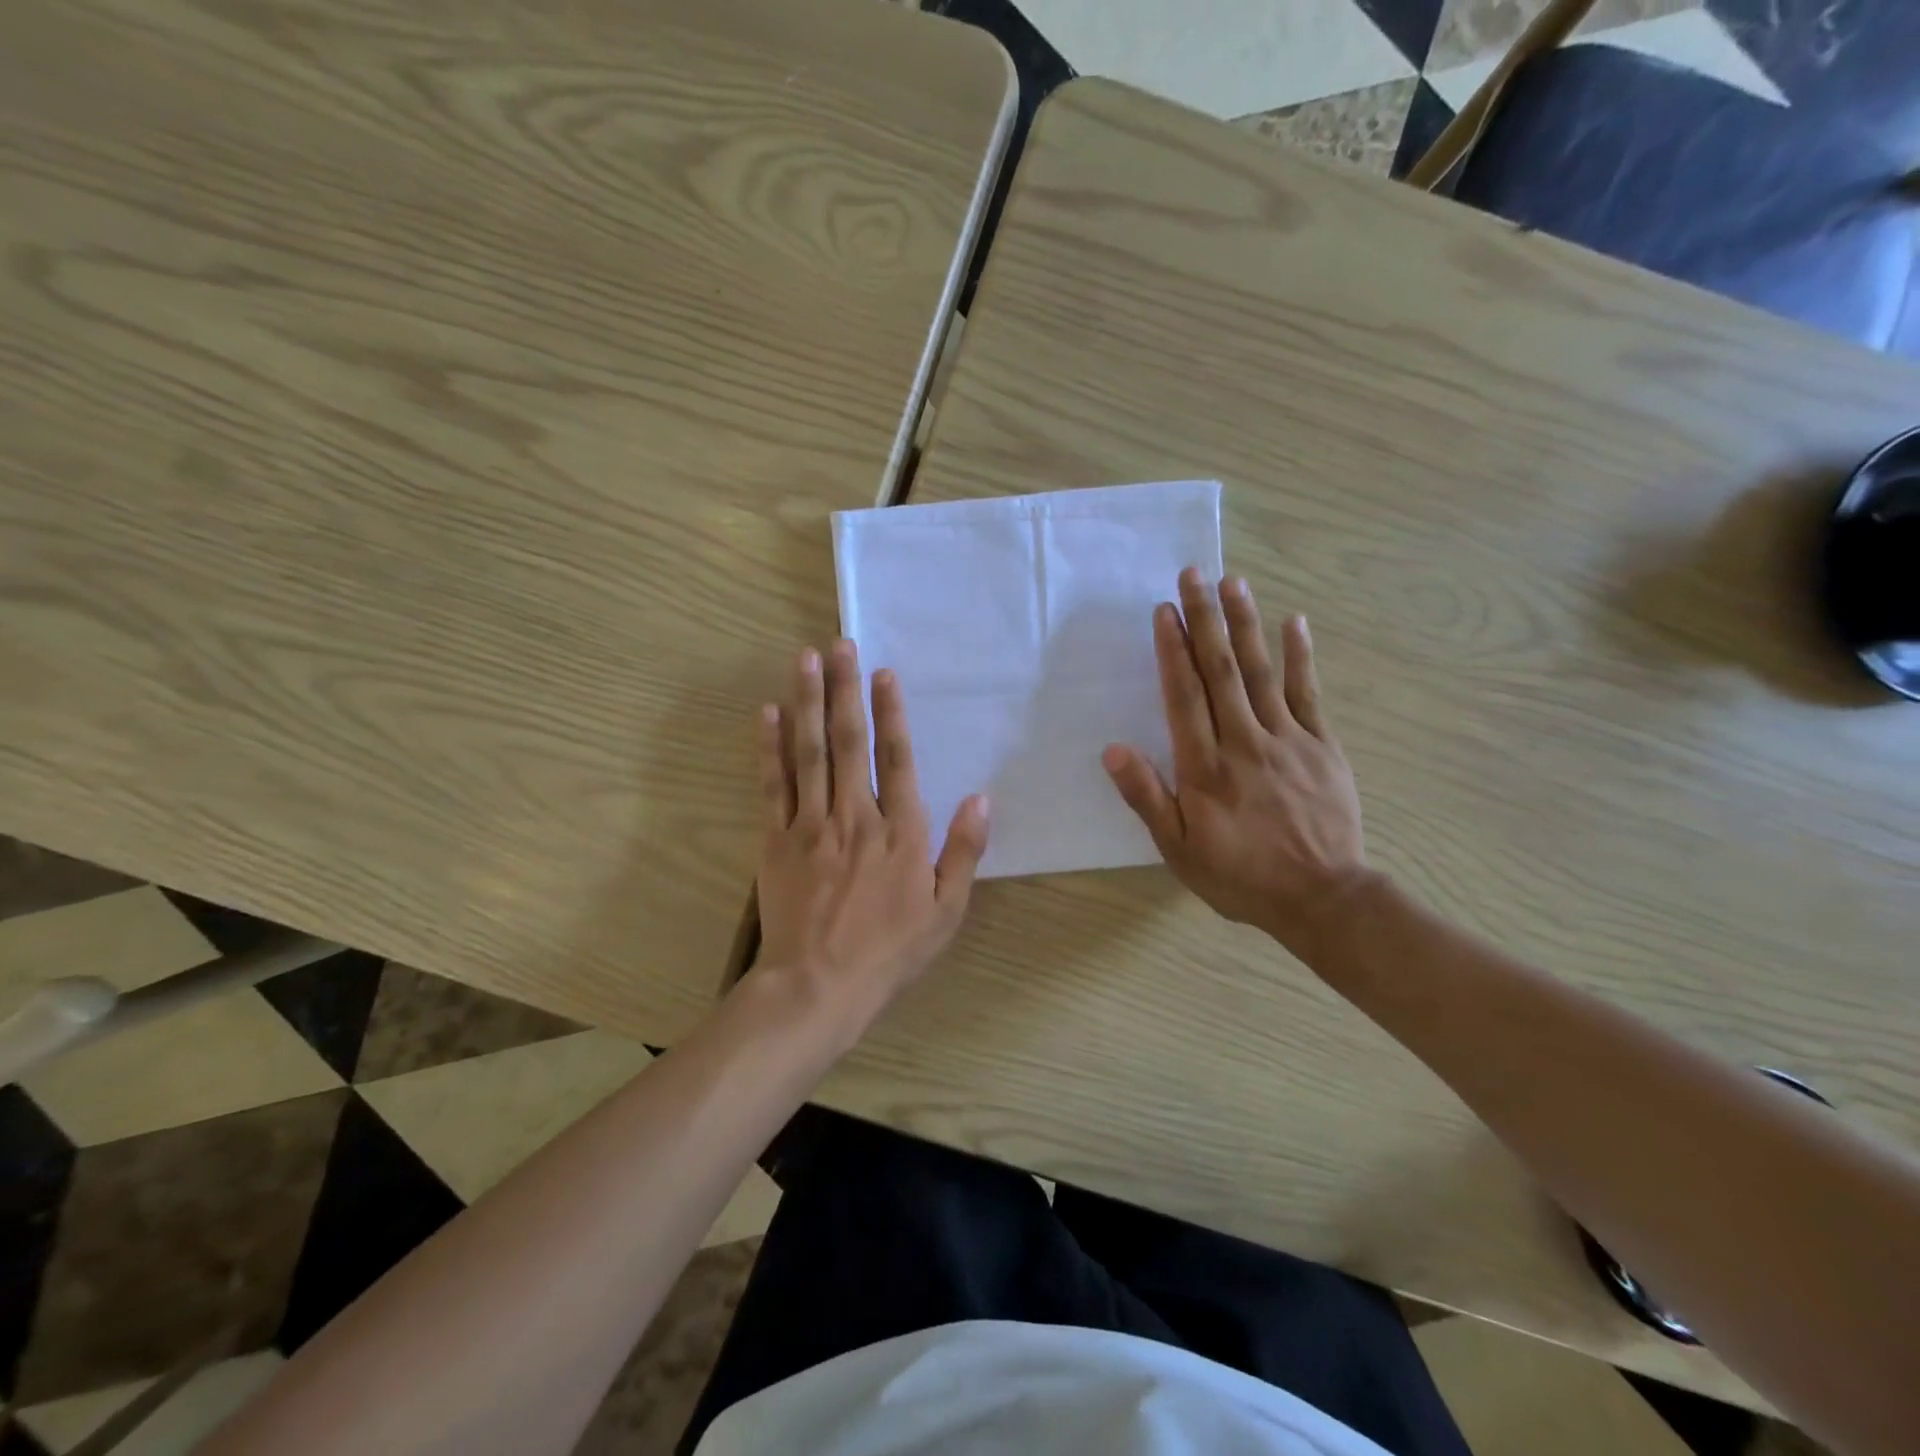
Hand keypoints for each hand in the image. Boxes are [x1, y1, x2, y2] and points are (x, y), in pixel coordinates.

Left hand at [754, 640, 989, 1032]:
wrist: (818, 986)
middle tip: (837, 643)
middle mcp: (856, 815)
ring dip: (807, 702)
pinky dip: (768, 748)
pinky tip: (766, 713)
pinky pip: (772, 785)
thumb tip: (982, 798)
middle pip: (849, 741)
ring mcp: (811, 825)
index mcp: (900, 831)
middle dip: (843, 688)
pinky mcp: (776, 840)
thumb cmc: (890, 952)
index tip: (882, 672)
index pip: (897, 758)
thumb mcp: (946, 911)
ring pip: (810, 752)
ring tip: (803, 659)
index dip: (890, 712)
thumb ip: (964, 852)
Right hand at [1102, 569, 1369, 956]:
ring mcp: (1287, 740)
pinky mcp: (1322, 746)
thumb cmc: (1240, 876)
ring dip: (1246, 624)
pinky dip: (1301, 657)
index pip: (1184, 696)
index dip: (1172, 651)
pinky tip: (1295, 622)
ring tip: (1233, 582)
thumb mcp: (1179, 849)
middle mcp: (1244, 742)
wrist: (1322, 898)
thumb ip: (1147, 797)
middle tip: (1195, 574)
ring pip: (1262, 672)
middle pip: (1222, 671)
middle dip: (1205, 620)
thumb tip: (1112, 749)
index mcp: (1206, 767)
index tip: (1164, 611)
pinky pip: (1309, 694)